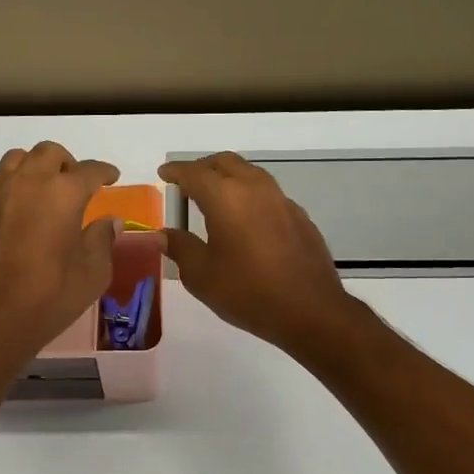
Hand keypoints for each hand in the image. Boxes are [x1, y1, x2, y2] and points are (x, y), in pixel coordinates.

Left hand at [0, 142, 119, 364]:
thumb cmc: (51, 297)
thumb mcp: (93, 273)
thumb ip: (102, 239)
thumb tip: (110, 221)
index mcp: (64, 193)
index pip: (90, 170)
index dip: (104, 171)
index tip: (112, 177)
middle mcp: (27, 182)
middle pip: (48, 153)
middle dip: (66, 162)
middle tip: (74, 182)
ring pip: (14, 160)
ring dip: (32, 168)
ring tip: (40, 189)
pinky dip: (3, 191)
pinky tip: (8, 212)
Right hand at [156, 153, 357, 355]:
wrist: (310, 310)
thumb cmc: (248, 292)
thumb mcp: (201, 275)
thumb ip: (180, 248)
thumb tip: (163, 234)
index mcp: (225, 197)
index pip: (194, 173)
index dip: (175, 171)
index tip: (164, 173)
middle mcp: (254, 188)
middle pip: (225, 163)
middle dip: (203, 167)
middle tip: (187, 182)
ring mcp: (281, 200)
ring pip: (249, 173)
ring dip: (228, 177)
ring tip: (214, 196)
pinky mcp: (299, 216)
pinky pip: (267, 193)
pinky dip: (249, 195)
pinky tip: (245, 219)